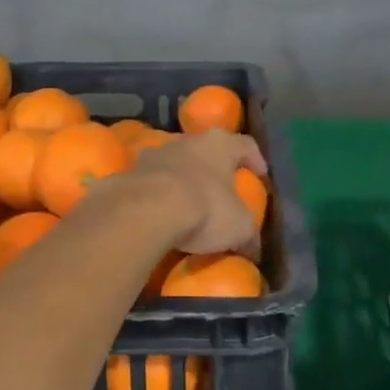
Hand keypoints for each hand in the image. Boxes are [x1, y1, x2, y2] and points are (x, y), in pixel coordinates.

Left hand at [117, 129, 266, 255]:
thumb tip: (253, 248)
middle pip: (206, 150)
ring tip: (187, 203)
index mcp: (220, 144)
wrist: (145, 211)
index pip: (245, 145)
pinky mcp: (130, 172)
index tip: (259, 174)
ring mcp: (155, 154)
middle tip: (221, 189)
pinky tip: (160, 213)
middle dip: (214, 168)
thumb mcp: (239, 227)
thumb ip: (248, 234)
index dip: (255, 159)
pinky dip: (158, 193)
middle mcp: (188, 141)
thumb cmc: (204, 209)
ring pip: (175, 163)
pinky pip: (150, 181)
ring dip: (182, 178)